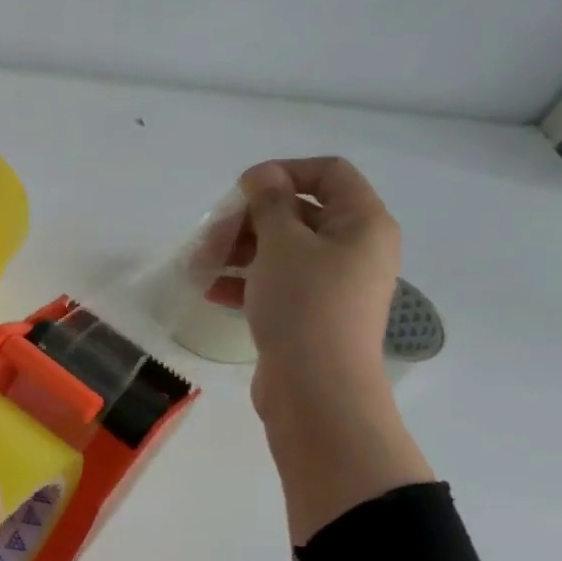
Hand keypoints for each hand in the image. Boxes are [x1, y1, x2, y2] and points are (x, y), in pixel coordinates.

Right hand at [227, 157, 400, 407]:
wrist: (317, 388)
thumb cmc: (305, 304)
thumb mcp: (282, 243)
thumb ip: (270, 203)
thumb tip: (264, 175)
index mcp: (362, 223)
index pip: (329, 173)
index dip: (284, 172)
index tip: (242, 190)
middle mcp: (354, 249)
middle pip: (298, 214)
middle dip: (248, 221)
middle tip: (210, 237)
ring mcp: (333, 284)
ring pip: (282, 251)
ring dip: (238, 252)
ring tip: (199, 266)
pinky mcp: (312, 313)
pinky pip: (277, 283)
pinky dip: (245, 281)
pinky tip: (211, 291)